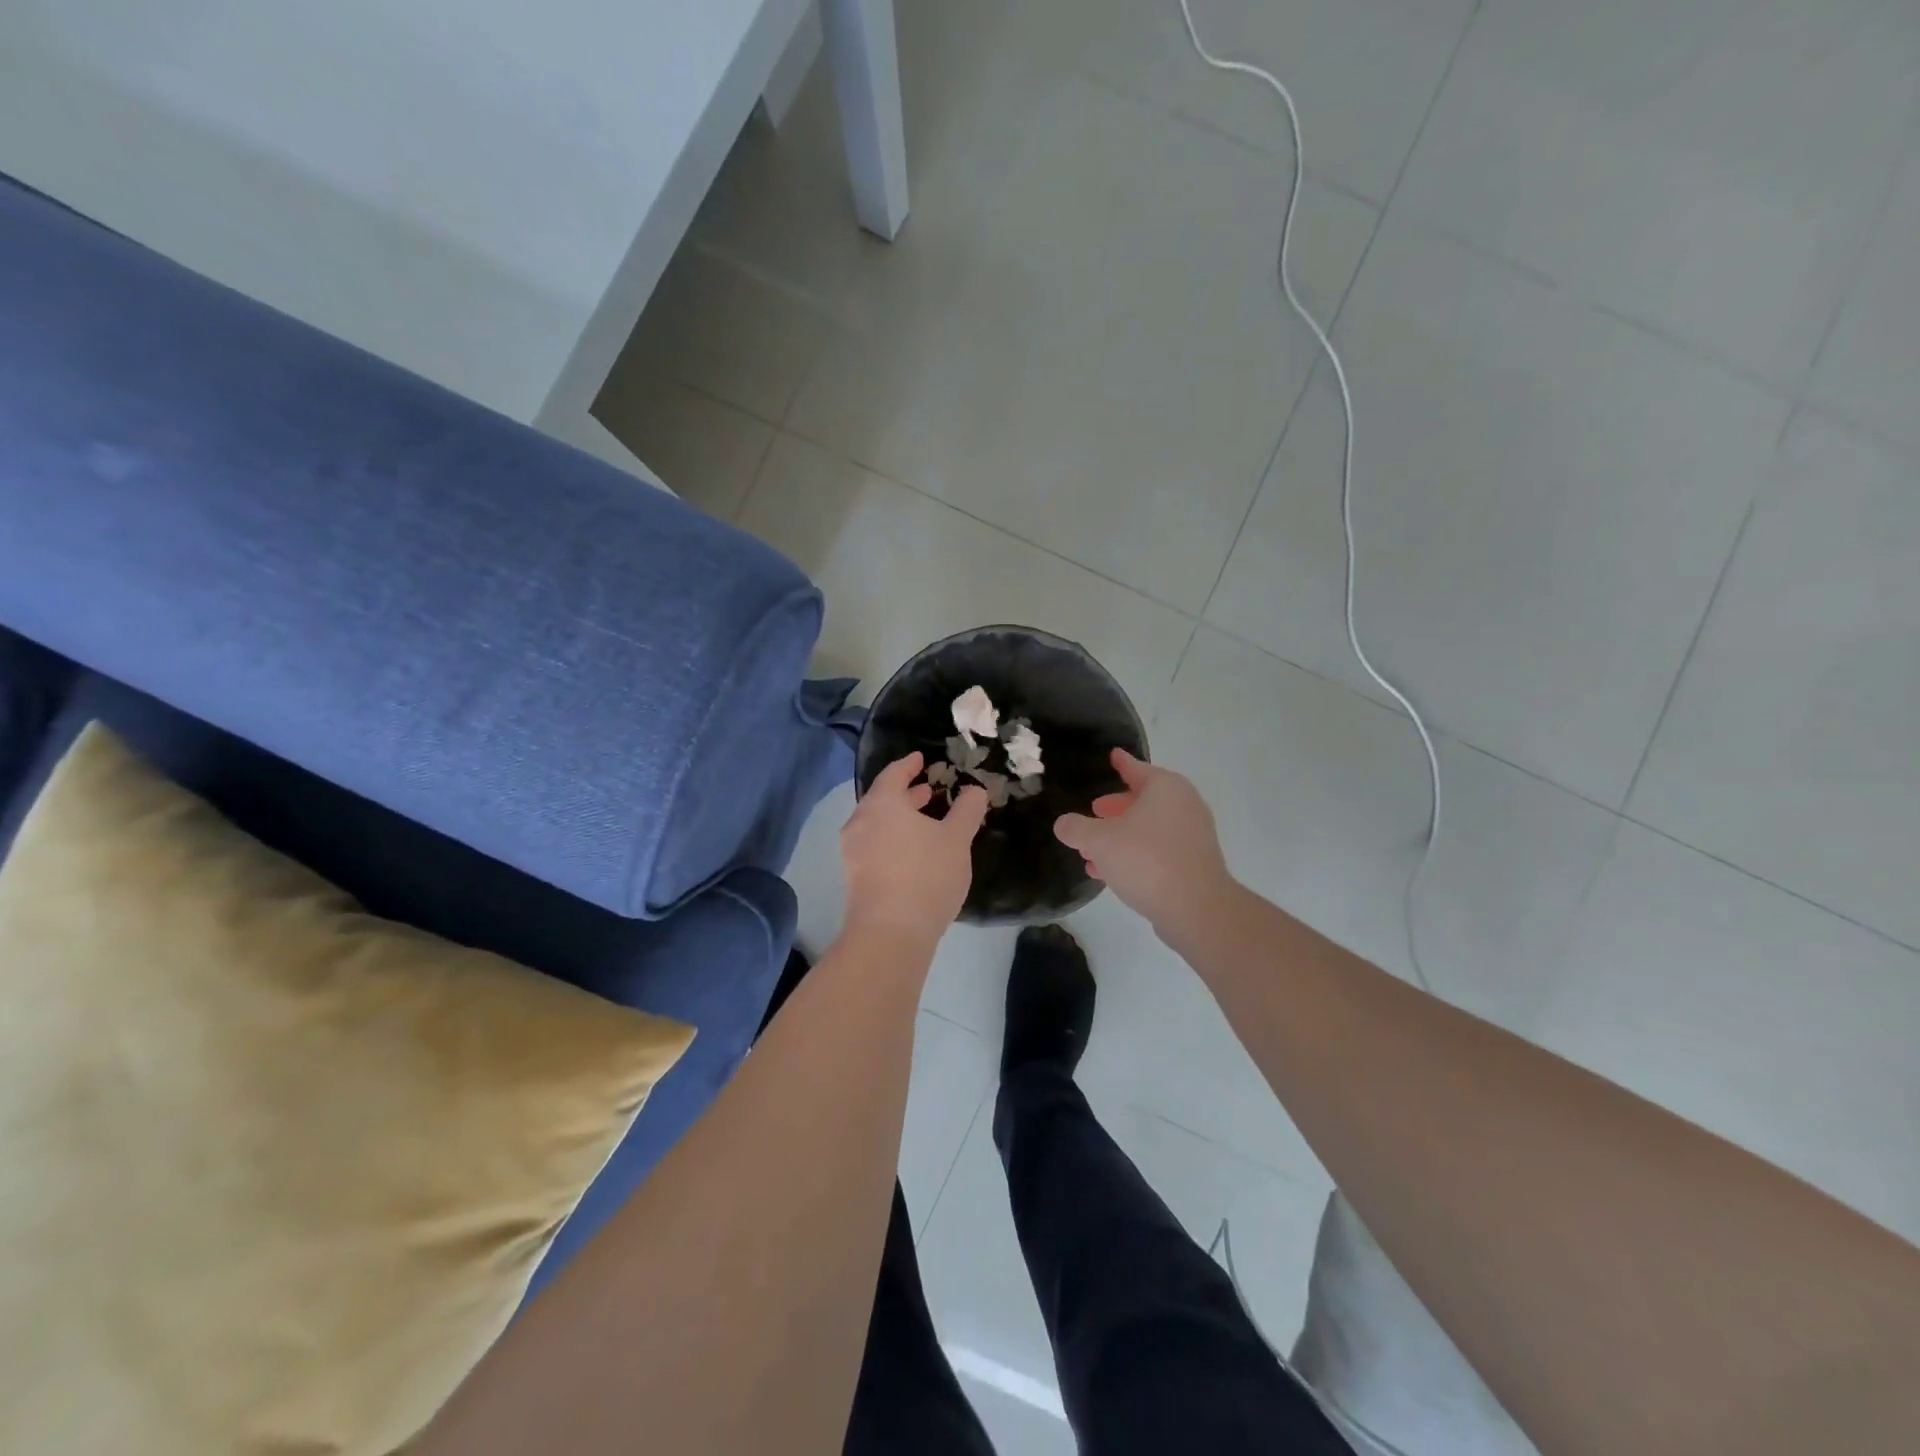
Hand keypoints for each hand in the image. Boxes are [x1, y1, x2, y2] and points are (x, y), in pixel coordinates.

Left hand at [841, 753, 990, 950]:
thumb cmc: (926, 875)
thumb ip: (967, 810)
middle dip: (906, 794)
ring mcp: (853, 852)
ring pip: (878, 824)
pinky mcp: (855, 877)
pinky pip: (874, 845)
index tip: (921, 759)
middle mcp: (860, 822)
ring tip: (926, 821)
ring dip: (900, 818)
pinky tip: (914, 852)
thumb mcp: (957, 839)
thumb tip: (974, 790)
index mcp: (882, 804)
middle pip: (882, 799)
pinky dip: (893, 838)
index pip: (893, 774)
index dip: (909, 765)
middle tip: (929, 790)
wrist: (890, 933)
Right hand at [1054, 749, 1236, 944]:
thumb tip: (1063, 824)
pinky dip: (1135, 854)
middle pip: (1143, 800)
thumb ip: (1077, 829)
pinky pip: (1158, 850)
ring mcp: (1192, 835)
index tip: (1113, 754)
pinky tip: (1110, 872)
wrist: (1196, 909)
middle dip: (1115, 808)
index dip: (1121, 763)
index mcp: (1165, 788)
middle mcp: (1184, 805)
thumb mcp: (1099, 841)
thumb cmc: (1146, 860)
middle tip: (1094, 811)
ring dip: (1120, 836)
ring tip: (1092, 851)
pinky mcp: (1194, 863)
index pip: (1136, 768)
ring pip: (1148, 828)